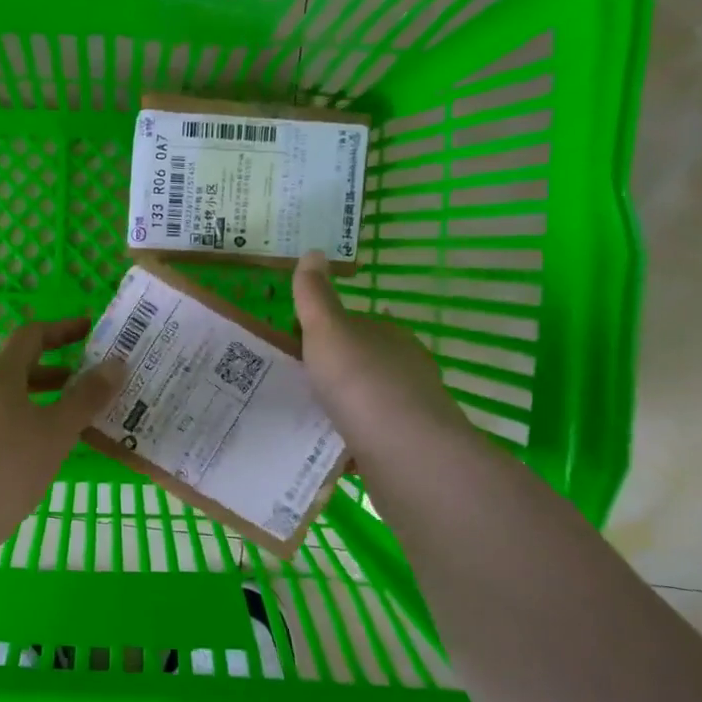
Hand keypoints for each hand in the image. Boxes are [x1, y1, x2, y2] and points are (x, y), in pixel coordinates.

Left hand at [0, 317, 125, 530]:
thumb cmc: (8, 466)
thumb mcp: (57, 431)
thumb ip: (87, 397)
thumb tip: (116, 364)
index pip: (30, 336)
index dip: (62, 329)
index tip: (90, 331)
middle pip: (18, 370)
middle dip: (56, 373)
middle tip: (89, 384)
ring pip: (8, 402)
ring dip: (41, 404)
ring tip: (72, 424)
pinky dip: (24, 428)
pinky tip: (40, 456)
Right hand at [292, 250, 472, 451]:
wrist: (403, 450)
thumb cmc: (360, 380)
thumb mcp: (327, 329)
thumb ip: (315, 295)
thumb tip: (313, 250)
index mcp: (388, 334)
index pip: (354, 324)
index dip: (323, 332)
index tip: (293, 347)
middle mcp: (405, 367)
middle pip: (361, 362)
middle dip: (332, 370)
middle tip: (292, 383)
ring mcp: (410, 409)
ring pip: (367, 401)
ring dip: (341, 406)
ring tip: (302, 416)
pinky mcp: (407, 447)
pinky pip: (370, 436)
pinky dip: (349, 438)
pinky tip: (325, 446)